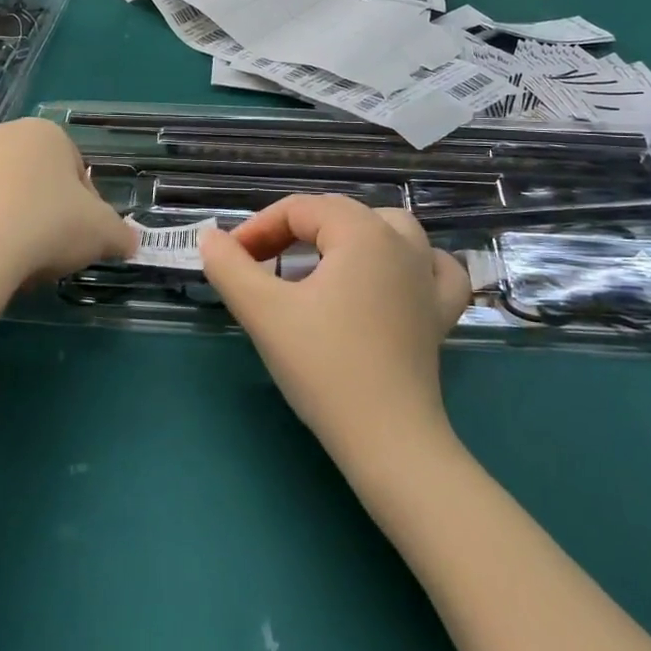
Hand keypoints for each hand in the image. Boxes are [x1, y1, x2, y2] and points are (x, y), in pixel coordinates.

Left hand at [0, 118, 132, 296]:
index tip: (82, 241)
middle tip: (48, 255)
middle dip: (44, 215)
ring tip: (11, 266)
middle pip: (34, 180)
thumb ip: (119, 234)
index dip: (86, 208)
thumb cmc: (45, 224)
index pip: (77, 168)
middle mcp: (1, 136)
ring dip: (9, 227)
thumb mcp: (100, 233)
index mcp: (47, 134)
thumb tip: (130, 243)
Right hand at [201, 196, 471, 464]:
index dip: (258, 228)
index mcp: (362, 232)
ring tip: (321, 259)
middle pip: (339, 214)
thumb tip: (210, 238)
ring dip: (350, 236)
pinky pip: (435, 268)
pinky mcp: (440, 313)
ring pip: (390, 229)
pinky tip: (395, 278)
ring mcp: (428, 277)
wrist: (387, 440)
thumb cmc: (323, 367)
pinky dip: (412, 263)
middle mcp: (402, 242)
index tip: (231, 260)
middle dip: (293, 232)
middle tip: (259, 265)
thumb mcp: (264, 312)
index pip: (300, 210)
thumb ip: (229, 268)